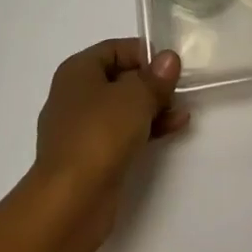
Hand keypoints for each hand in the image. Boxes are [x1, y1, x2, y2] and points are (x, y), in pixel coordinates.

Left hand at [33, 38, 187, 228]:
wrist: (70, 202)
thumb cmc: (100, 134)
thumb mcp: (136, 96)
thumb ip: (155, 77)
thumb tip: (168, 59)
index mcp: (77, 71)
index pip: (115, 48)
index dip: (144, 53)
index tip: (172, 65)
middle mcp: (74, 95)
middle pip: (119, 78)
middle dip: (151, 83)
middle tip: (180, 88)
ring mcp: (80, 129)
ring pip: (122, 108)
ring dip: (152, 107)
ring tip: (182, 111)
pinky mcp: (89, 158)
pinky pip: (121, 133)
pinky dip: (145, 129)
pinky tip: (173, 129)